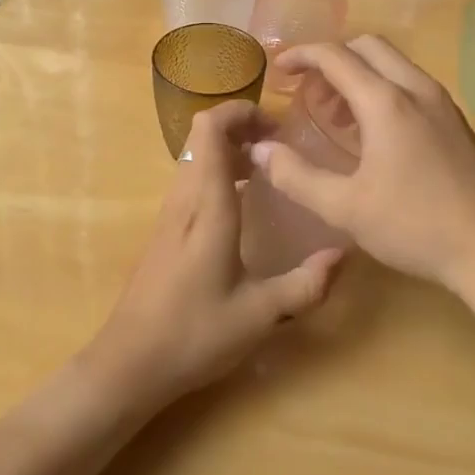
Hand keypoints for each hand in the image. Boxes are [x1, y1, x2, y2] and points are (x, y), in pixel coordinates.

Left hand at [85, 102, 344, 411]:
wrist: (128, 364)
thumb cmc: (194, 334)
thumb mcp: (259, 315)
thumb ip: (306, 285)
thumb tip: (345, 254)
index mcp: (207, 205)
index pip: (211, 129)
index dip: (240, 111)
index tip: (277, 126)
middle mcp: (185, 198)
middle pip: (203, 134)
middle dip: (241, 126)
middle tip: (279, 146)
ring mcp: (170, 212)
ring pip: (196, 155)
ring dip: (229, 149)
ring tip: (267, 169)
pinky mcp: (165, 229)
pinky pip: (192, 178)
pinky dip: (218, 171)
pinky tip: (243, 204)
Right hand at [251, 37, 474, 297]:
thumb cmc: (415, 226)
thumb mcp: (345, 208)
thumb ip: (295, 176)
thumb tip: (259, 150)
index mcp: (386, 101)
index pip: (335, 55)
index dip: (301, 56)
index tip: (278, 72)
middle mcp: (416, 89)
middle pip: (367, 47)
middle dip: (332, 59)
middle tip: (309, 92)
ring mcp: (442, 103)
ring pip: (392, 64)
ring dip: (358, 75)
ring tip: (336, 116)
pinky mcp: (456, 121)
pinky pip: (410, 84)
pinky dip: (382, 89)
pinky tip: (373, 135)